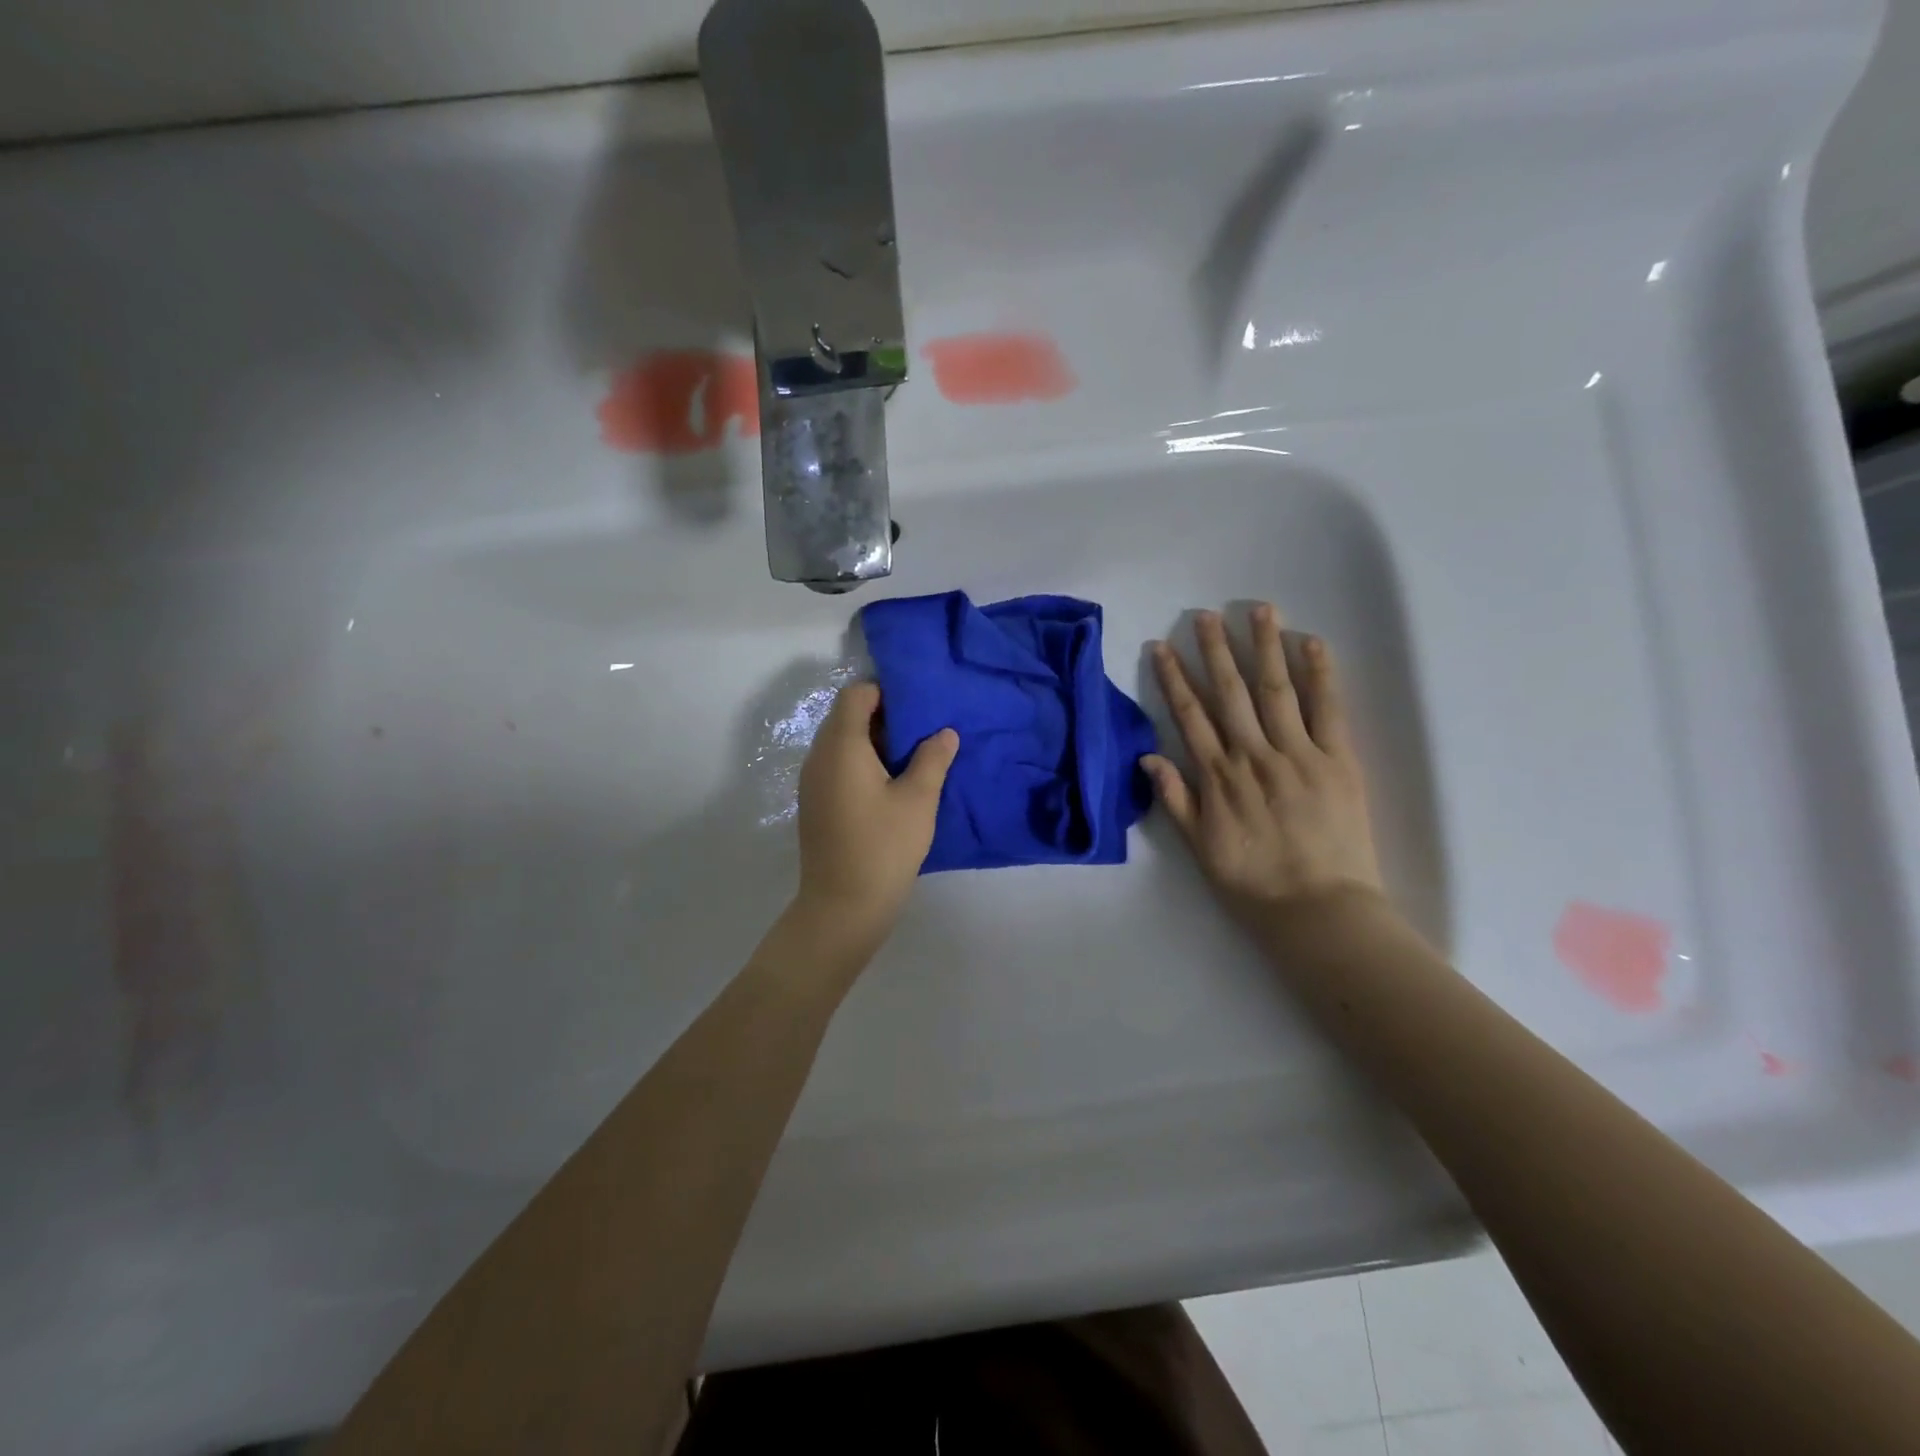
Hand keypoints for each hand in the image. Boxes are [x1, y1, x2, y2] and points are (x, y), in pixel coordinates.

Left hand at [794, 681, 958, 946]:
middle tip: (922, 732)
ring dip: (873, 742)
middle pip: (846, 716)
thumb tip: (944, 732)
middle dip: (883, 716)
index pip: (855, 694)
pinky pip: (836, 765)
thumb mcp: (918, 800)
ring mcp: (812, 781)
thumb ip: (932, 758)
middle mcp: (819, 756)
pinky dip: (861, 763)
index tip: (918, 707)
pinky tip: (889, 785)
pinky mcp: (814, 802)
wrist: (843, 906)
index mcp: (841, 746)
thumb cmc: (884, 847)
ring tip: (911, 758)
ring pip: (841, 742)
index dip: (886, 692)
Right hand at [1145, 605, 1384, 931]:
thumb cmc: (1254, 884)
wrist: (1319, 911)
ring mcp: (1298, 755)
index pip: (1190, 717)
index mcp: (1218, 778)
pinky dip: (1320, 674)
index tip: (1162, 647)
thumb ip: (1176, 800)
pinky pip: (1328, 710)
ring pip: (1276, 690)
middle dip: (1216, 650)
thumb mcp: (1200, 849)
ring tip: (1257, 610)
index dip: (1173, 679)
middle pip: (1230, 693)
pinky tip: (1311, 643)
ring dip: (1264, 647)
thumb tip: (1149, 757)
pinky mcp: (1339, 761)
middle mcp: (1253, 756)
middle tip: (1205, 615)